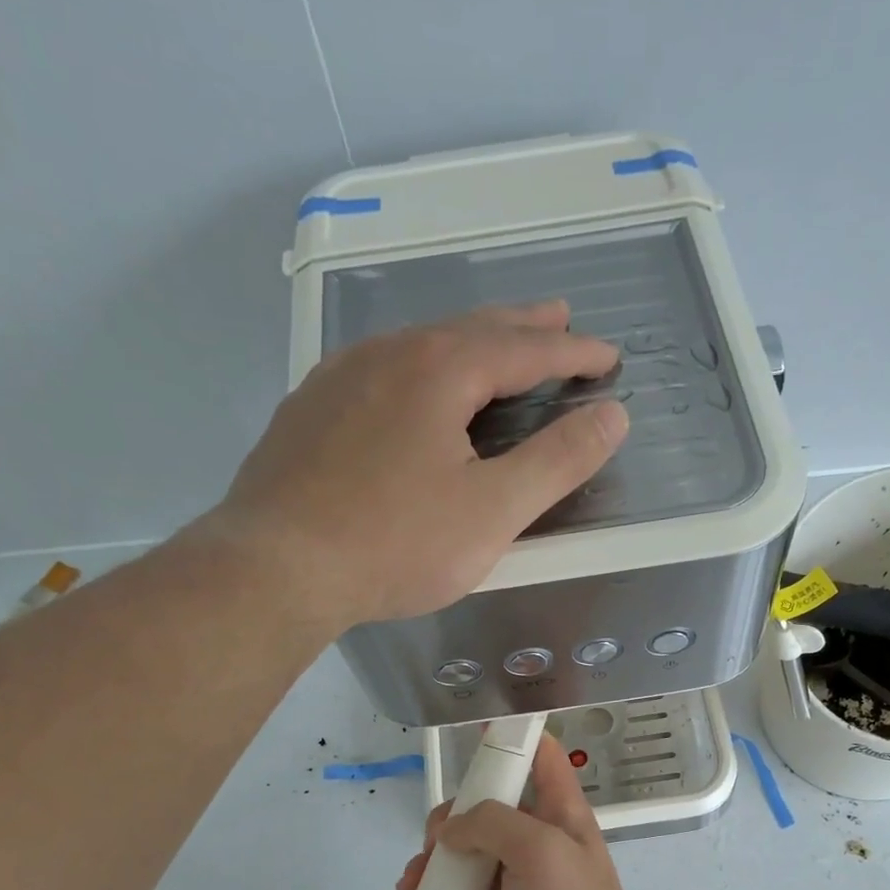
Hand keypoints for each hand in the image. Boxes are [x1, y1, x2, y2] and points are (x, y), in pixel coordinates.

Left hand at [211, 301, 625, 629]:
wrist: (275, 568)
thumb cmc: (395, 543)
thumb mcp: (493, 511)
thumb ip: (558, 462)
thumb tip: (613, 415)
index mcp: (438, 370)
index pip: (524, 348)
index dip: (572, 353)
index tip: (608, 357)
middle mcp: (386, 355)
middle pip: (470, 330)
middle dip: (522, 327)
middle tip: (559, 320)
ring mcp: (338, 379)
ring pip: (419, 346)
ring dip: (468, 343)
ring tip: (495, 350)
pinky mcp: (308, 412)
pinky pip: (380, 372)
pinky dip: (419, 369)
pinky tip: (414, 388)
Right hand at [378, 736, 664, 889]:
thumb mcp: (539, 849)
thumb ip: (492, 823)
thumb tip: (451, 831)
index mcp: (555, 813)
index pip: (540, 758)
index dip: (514, 737)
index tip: (475, 729)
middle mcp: (532, 843)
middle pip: (480, 813)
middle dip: (445, 824)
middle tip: (432, 849)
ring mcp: (511, 885)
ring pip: (458, 863)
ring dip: (427, 871)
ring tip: (411, 889)